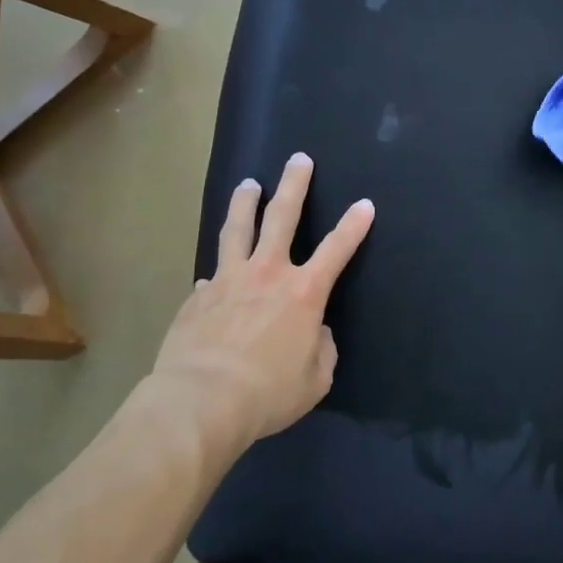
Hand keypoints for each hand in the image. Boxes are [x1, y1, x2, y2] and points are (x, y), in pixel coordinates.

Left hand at [154, 153, 374, 444]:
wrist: (200, 402)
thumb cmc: (267, 393)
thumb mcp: (314, 380)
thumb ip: (321, 350)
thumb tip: (313, 333)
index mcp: (304, 293)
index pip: (337, 249)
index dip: (354, 225)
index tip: (365, 204)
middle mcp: (268, 274)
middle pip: (282, 218)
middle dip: (294, 185)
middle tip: (298, 159)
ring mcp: (228, 281)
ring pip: (237, 230)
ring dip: (244, 203)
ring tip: (247, 184)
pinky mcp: (197, 299)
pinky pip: (210, 277)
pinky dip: (217, 273)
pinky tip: (213, 276)